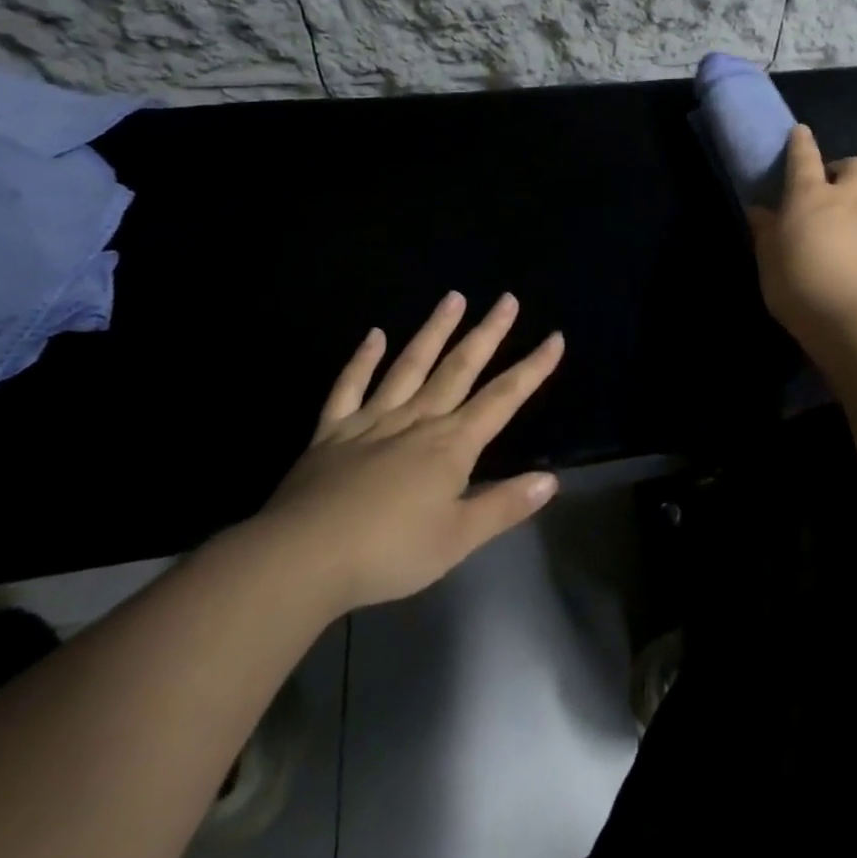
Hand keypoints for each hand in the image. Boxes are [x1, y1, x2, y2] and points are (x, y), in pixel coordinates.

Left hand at [245, 292, 562, 617]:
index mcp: (450, 446)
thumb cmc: (388, 553)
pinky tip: (375, 335)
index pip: (502, 399)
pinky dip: (362, 360)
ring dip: (434, 331)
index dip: (531, 369)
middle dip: (487, 334)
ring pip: (410, 366)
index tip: (554, 338)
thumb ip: (504, 506)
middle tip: (507, 299)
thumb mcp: (456, 540)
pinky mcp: (332, 432)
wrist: (302, 560)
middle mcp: (417, 421)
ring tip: (454, 297)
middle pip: (459, 369)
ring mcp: (372, 421)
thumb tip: (551, 479)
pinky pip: (349, 388)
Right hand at [747, 124, 856, 343]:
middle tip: (832, 186)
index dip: (802, 143)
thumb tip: (760, 211)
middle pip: (856, 166)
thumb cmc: (801, 287)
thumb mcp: (769, 263)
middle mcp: (848, 201)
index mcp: (809, 197)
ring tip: (855, 216)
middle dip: (845, 168)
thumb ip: (766, 234)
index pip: (805, 159)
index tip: (801, 132)